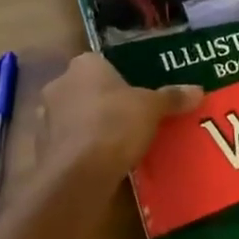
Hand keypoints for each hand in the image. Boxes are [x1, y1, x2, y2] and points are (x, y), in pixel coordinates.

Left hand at [35, 54, 202, 182]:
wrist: (77, 174)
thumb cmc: (115, 125)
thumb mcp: (151, 108)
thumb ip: (172, 97)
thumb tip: (198, 90)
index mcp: (84, 64)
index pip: (101, 63)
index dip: (118, 79)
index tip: (135, 95)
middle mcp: (59, 84)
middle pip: (85, 89)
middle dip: (102, 102)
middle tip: (129, 119)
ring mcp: (44, 117)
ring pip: (72, 116)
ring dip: (88, 127)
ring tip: (116, 144)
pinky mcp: (40, 148)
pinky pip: (66, 143)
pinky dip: (79, 150)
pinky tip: (99, 163)